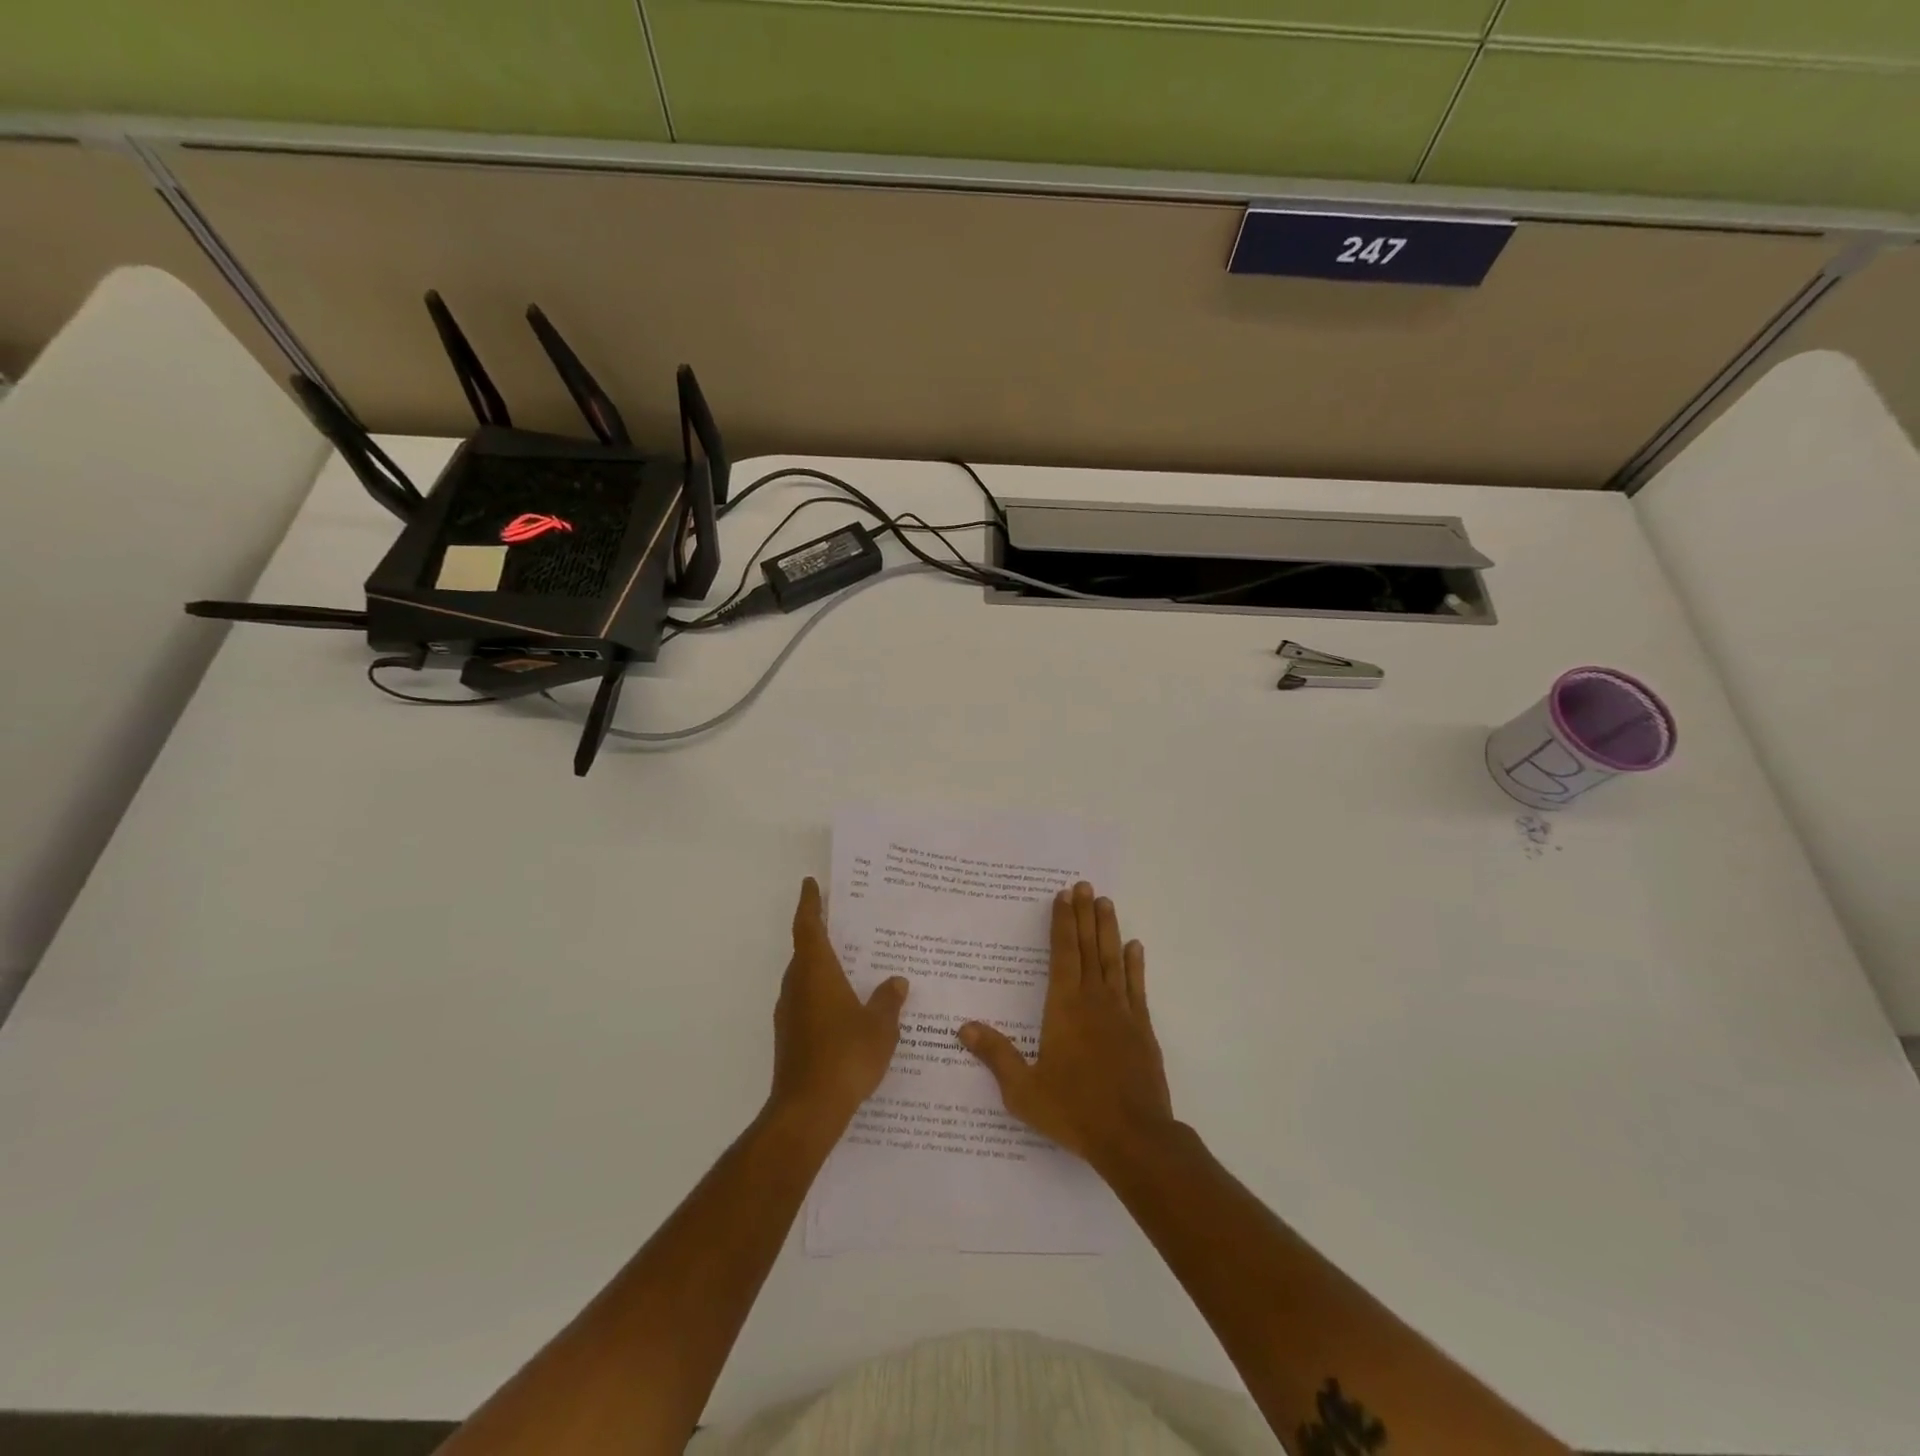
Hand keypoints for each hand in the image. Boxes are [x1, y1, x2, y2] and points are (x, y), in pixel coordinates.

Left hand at [768, 878, 909, 1133]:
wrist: (807, 1110)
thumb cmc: (846, 1056)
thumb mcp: (880, 1026)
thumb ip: (888, 1000)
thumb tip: (896, 981)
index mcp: (816, 972)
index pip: (808, 927)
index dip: (810, 903)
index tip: (811, 883)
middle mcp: (797, 986)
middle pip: (805, 950)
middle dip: (821, 934)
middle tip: (846, 922)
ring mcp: (789, 1013)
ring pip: (805, 978)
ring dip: (823, 967)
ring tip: (853, 964)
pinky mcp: (790, 1037)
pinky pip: (807, 1002)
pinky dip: (823, 994)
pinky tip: (846, 1008)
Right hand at [960, 881, 1174, 1174]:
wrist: (1133, 1137)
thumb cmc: (1073, 1111)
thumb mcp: (1024, 1089)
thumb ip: (996, 1055)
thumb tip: (963, 1027)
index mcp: (1064, 1008)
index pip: (1063, 954)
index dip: (1062, 923)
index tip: (1063, 896)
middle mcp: (1094, 1000)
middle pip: (1088, 948)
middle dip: (1084, 915)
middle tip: (1085, 886)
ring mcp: (1122, 1012)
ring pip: (1113, 959)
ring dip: (1108, 929)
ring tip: (1106, 902)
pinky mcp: (1143, 1029)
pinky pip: (1137, 987)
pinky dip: (1135, 964)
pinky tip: (1134, 947)